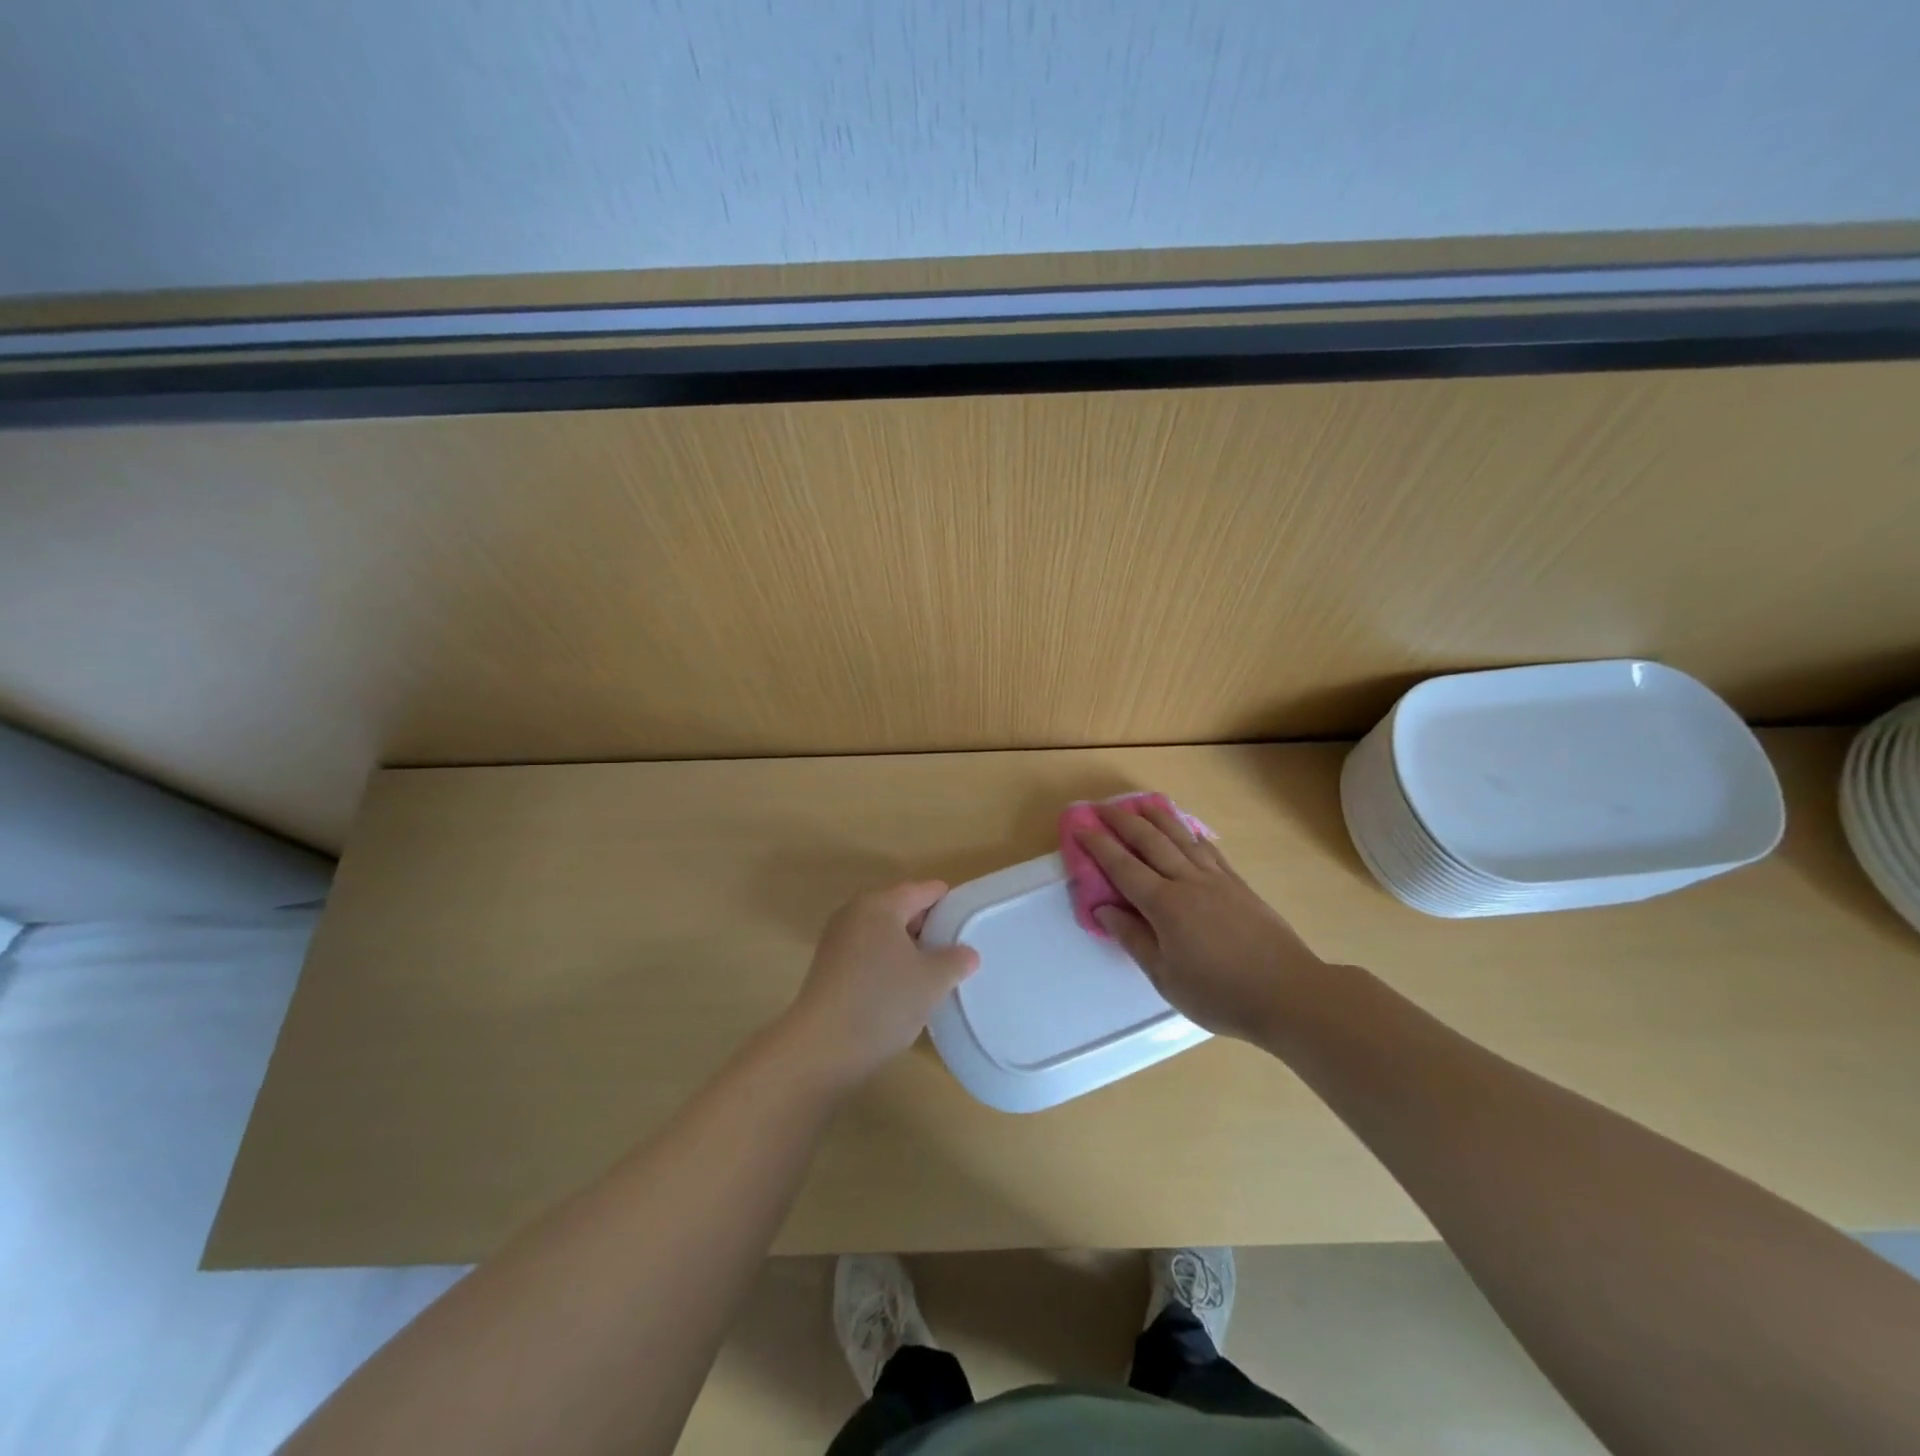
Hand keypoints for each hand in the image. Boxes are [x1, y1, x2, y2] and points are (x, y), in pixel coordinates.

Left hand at [782, 881, 979, 1085]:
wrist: (821, 1048)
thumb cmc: (883, 1002)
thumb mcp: (932, 981)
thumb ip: (955, 960)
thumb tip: (967, 953)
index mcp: (880, 904)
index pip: (924, 890)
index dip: (949, 903)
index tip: (970, 923)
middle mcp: (854, 912)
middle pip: (900, 907)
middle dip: (928, 926)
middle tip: (955, 950)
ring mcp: (837, 939)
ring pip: (883, 932)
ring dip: (907, 946)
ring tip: (932, 971)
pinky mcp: (828, 966)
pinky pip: (867, 951)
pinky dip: (887, 961)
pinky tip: (901, 988)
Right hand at [1077, 802, 1325, 1041]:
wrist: (1289, 993)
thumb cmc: (1219, 993)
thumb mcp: (1166, 977)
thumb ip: (1133, 939)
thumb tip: (1104, 910)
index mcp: (1164, 905)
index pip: (1123, 867)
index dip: (1099, 845)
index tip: (1080, 827)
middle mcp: (1187, 881)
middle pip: (1150, 841)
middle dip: (1122, 822)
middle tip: (1101, 808)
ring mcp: (1216, 879)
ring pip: (1181, 837)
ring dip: (1156, 817)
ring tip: (1139, 803)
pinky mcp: (1238, 884)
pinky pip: (1208, 849)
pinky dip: (1191, 833)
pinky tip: (1186, 828)